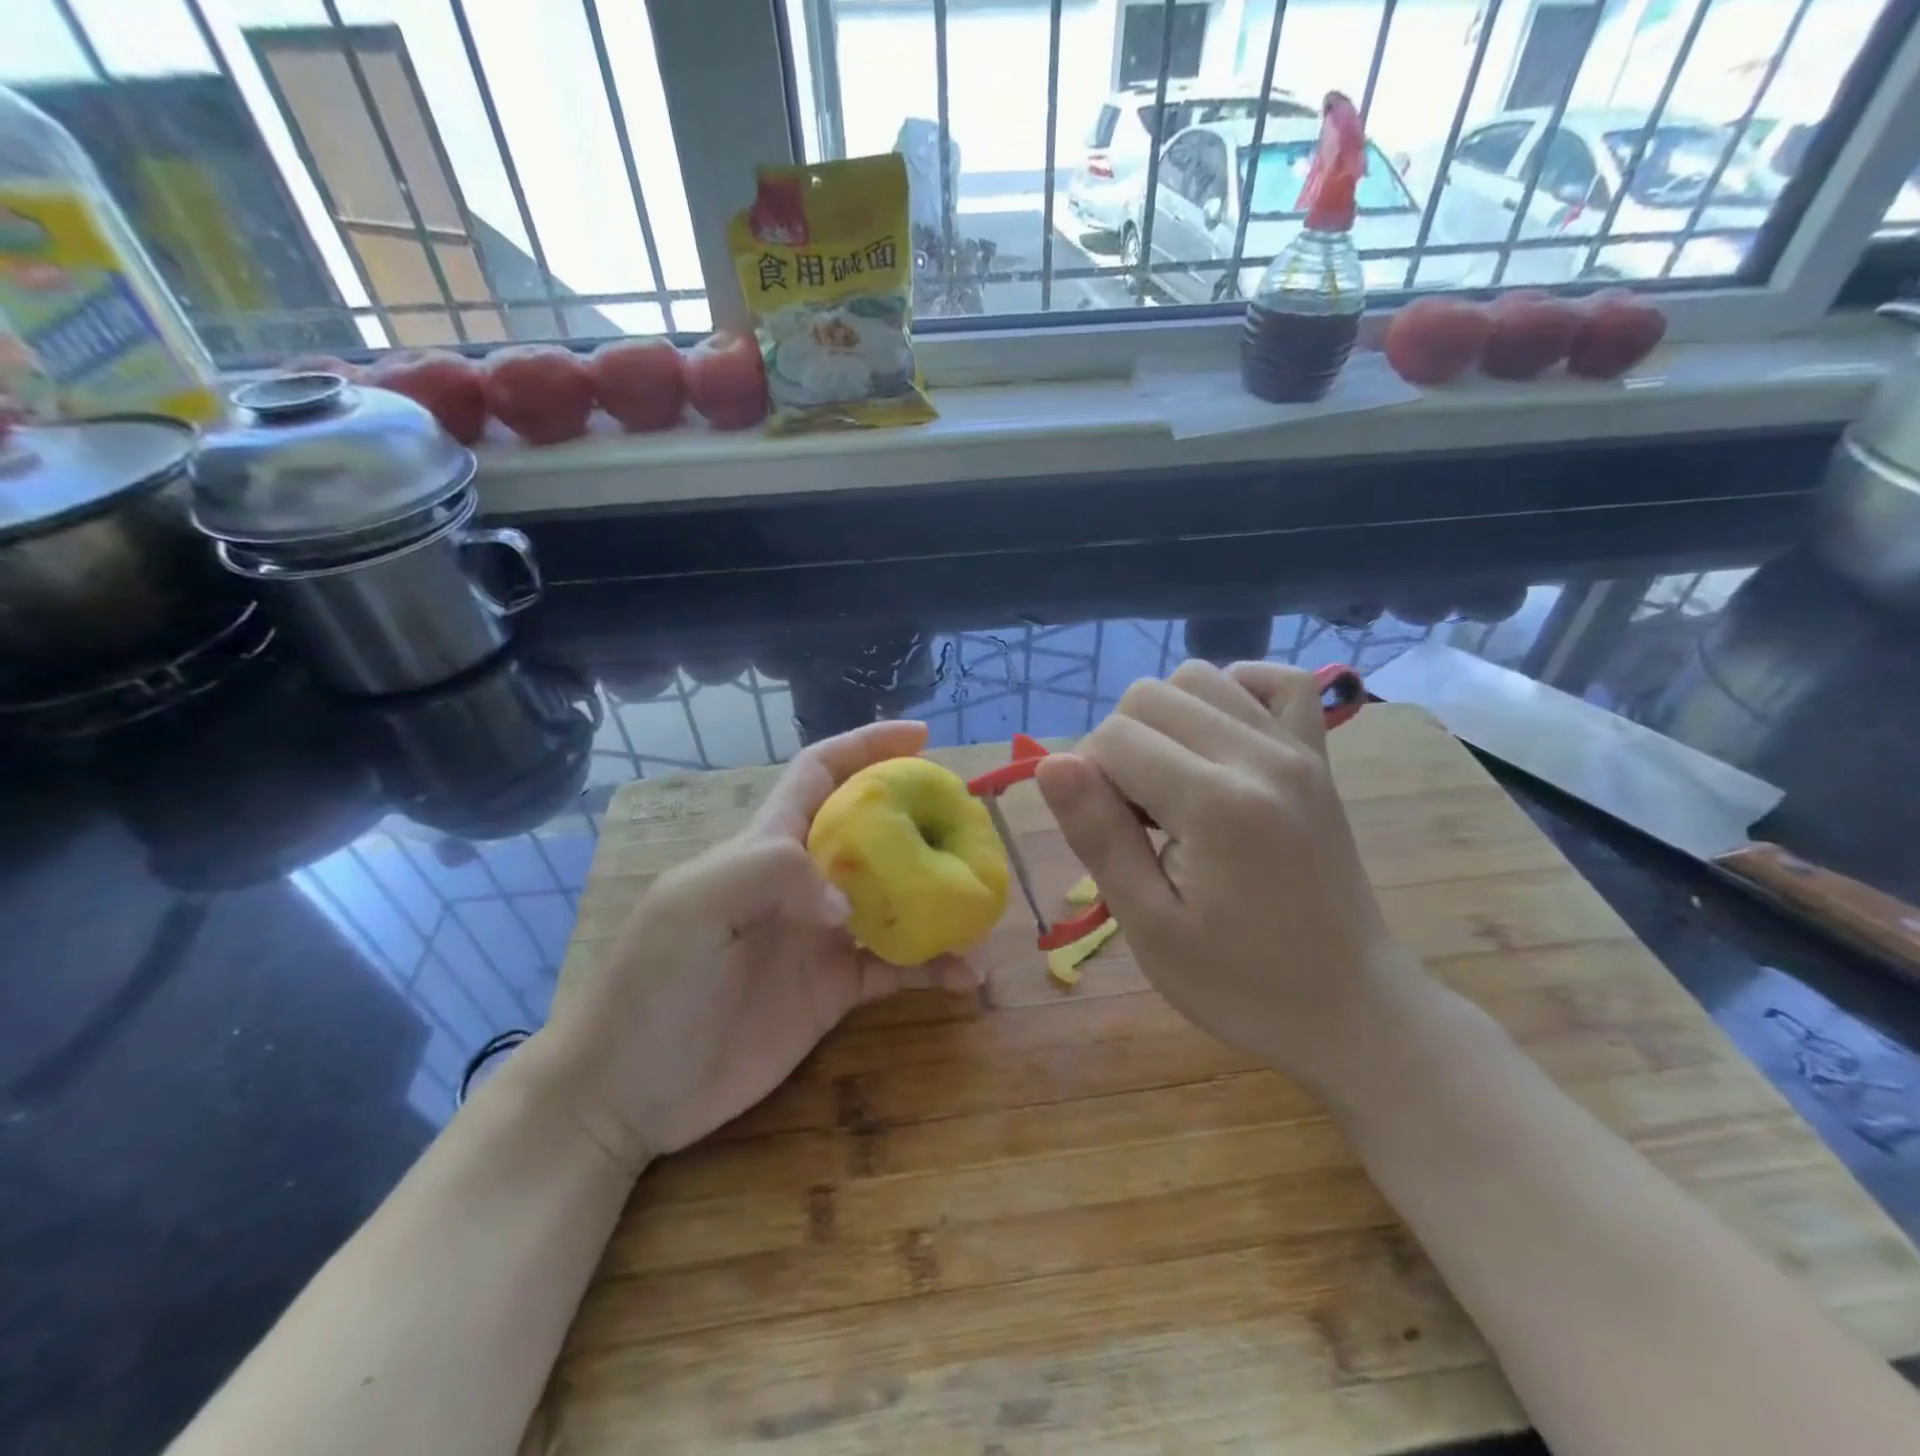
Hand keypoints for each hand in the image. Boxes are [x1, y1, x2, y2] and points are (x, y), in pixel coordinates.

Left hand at [538, 720, 977, 1173]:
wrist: (628, 1093)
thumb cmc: (652, 985)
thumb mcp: (695, 907)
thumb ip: (770, 874)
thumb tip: (849, 900)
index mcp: (767, 844)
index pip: (821, 772)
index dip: (867, 746)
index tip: (921, 736)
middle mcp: (802, 880)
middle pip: (874, 833)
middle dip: (922, 821)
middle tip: (973, 829)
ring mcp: (822, 935)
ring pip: (897, 901)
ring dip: (941, 901)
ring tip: (983, 914)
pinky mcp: (834, 989)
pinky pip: (897, 967)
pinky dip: (934, 966)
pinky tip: (965, 976)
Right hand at [1034, 660, 1426, 1095]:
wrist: (1349, 1008)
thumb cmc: (1239, 982)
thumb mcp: (1150, 925)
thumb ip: (1098, 835)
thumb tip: (1051, 763)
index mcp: (1216, 804)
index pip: (1114, 738)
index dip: (1089, 780)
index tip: (1111, 834)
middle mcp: (1260, 755)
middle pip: (1150, 695)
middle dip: (1121, 746)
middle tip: (1138, 816)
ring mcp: (1298, 749)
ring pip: (1200, 676)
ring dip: (1165, 718)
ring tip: (1173, 782)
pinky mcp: (1318, 756)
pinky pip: (1279, 681)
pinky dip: (1236, 692)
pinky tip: (1219, 737)